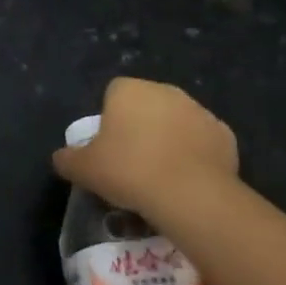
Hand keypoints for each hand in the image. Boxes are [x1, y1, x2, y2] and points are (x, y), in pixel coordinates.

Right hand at [54, 77, 237, 221]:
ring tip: (161, 176)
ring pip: (176, 122)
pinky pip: (202, 141)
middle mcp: (165, 90)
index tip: (109, 149)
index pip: (113, 94)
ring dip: (169, 140)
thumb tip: (61, 157)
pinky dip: (195, 156)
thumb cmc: (129, 171)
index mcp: (129, 89)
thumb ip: (68, 159)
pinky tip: (187, 180)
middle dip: (141, 126)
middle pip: (146, 105)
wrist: (190, 194)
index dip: (110, 120)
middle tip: (133, 163)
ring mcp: (198, 110)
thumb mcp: (84, 169)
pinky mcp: (224, 134)